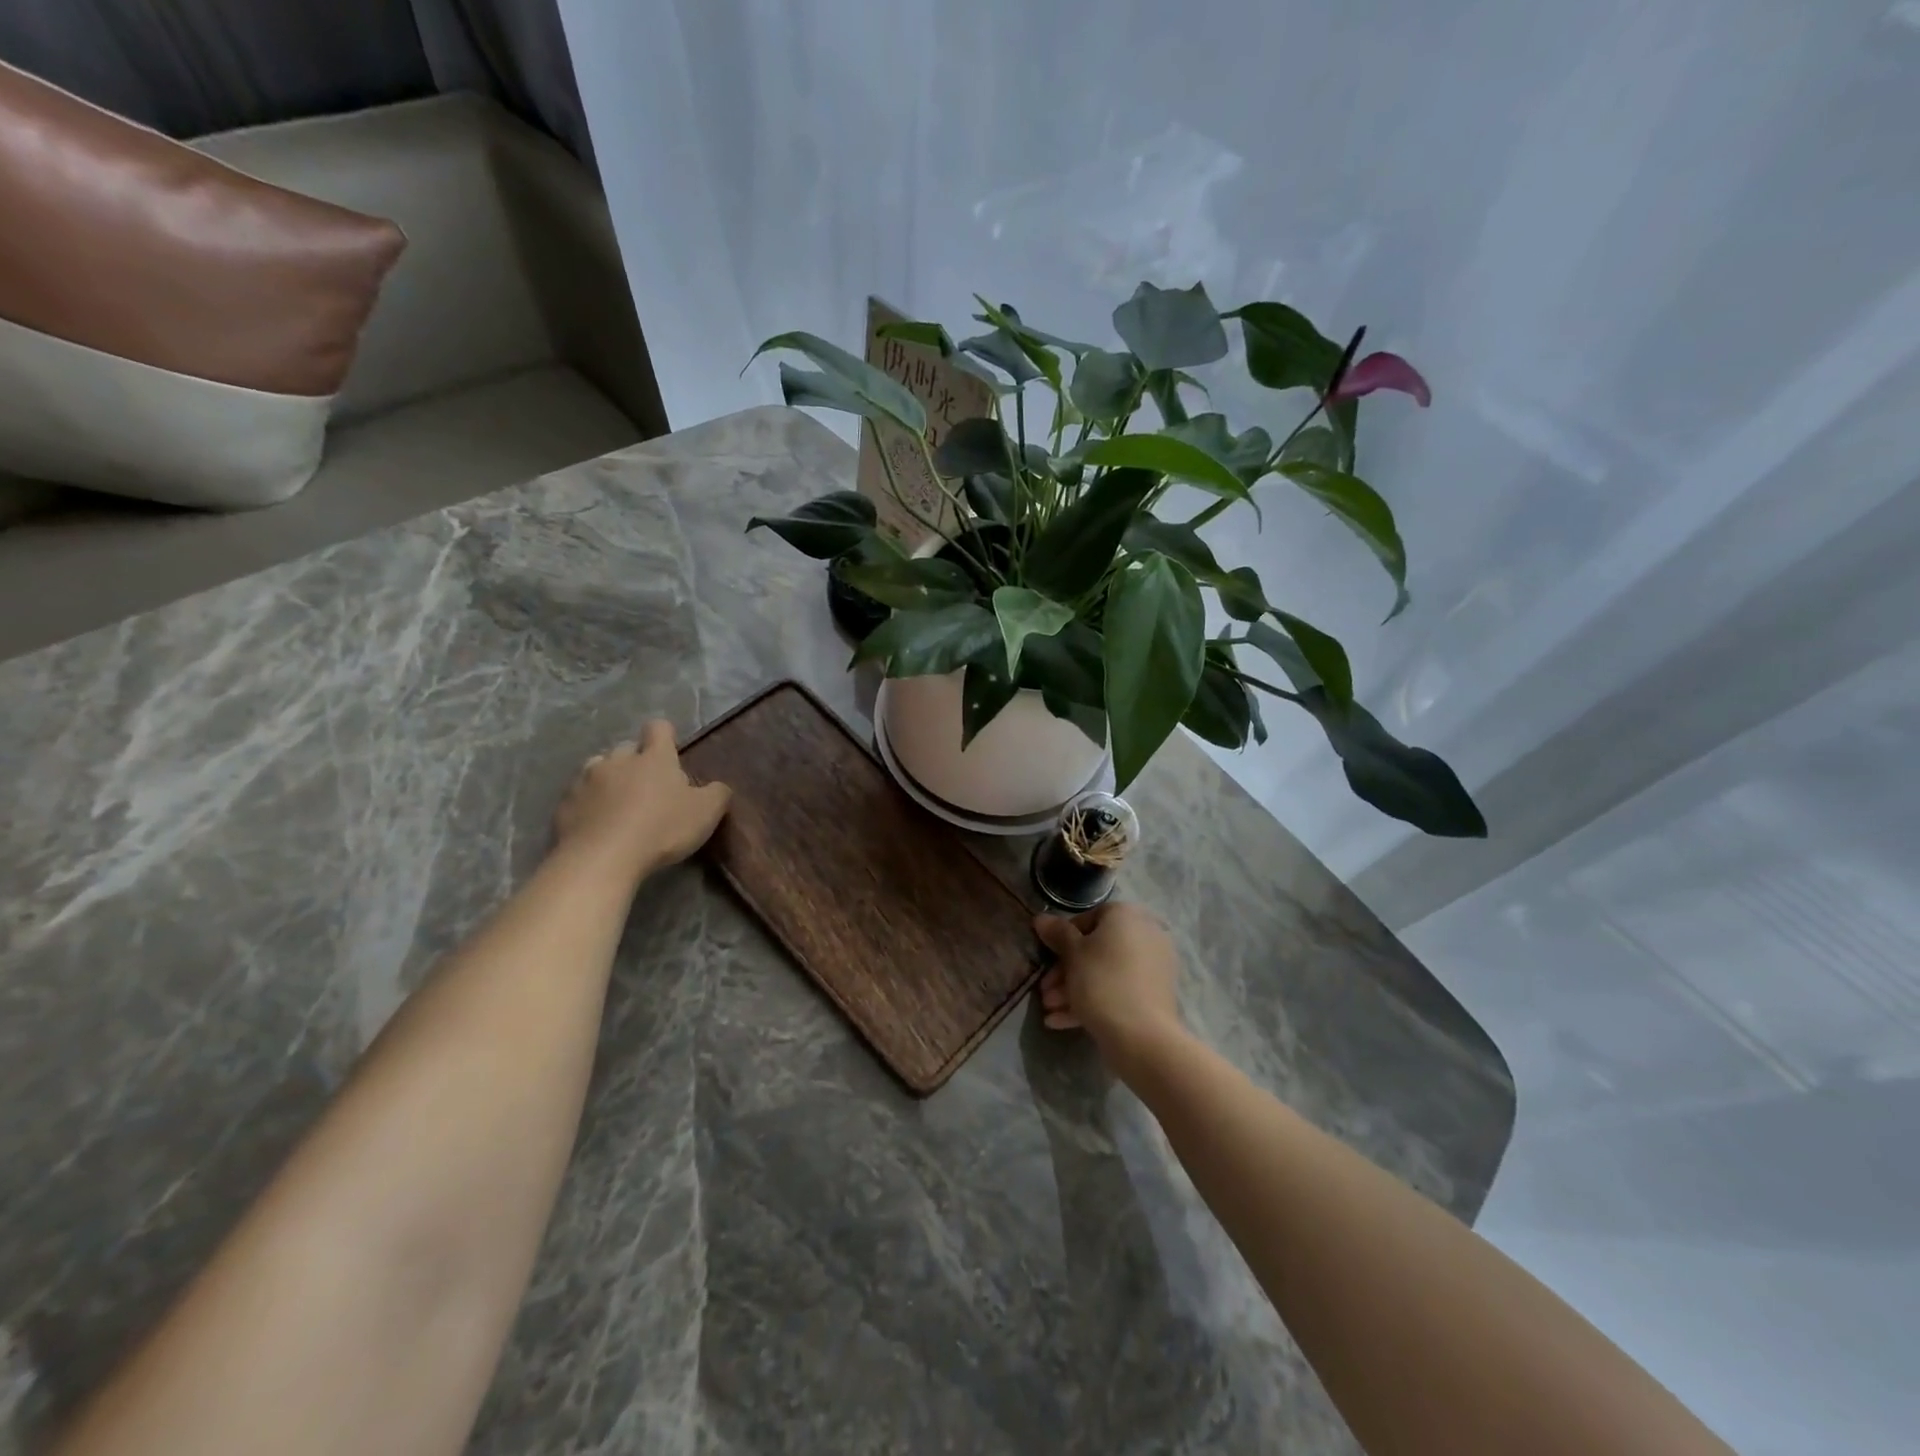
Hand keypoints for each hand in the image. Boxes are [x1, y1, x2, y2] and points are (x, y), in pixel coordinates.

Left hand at [552, 720, 731, 882]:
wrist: (602, 859)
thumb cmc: (661, 829)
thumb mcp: (706, 813)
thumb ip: (717, 794)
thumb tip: (717, 787)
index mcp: (654, 758)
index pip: (659, 728)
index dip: (665, 736)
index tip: (671, 752)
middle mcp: (618, 760)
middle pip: (626, 748)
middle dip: (636, 760)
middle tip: (648, 787)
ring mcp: (586, 780)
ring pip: (598, 768)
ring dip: (608, 779)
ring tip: (618, 803)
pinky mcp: (564, 805)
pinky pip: (578, 796)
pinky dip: (588, 805)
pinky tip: (596, 825)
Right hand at [1034, 902, 1187, 1077]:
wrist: (1142, 1036)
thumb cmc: (1102, 982)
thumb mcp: (1072, 954)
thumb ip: (1057, 933)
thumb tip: (1041, 918)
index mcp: (1127, 916)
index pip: (1088, 918)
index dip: (1063, 938)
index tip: (1048, 958)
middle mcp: (1145, 934)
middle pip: (1096, 949)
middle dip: (1066, 971)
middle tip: (1045, 991)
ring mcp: (1153, 966)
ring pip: (1106, 973)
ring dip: (1074, 989)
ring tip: (1049, 1009)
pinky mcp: (1155, 995)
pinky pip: (1119, 990)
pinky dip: (1093, 1001)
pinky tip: (1061, 1021)